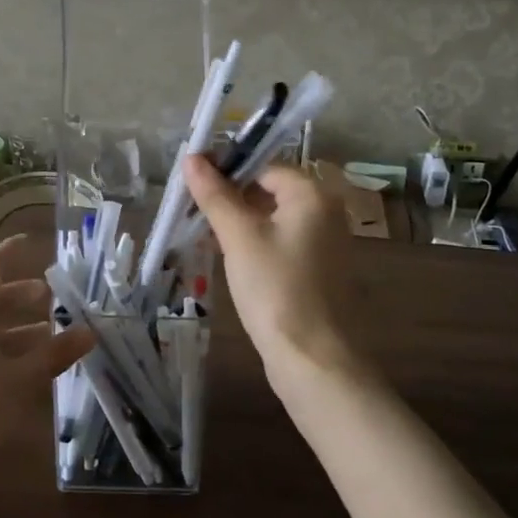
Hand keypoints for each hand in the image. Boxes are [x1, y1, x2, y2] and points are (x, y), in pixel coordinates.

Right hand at [182, 157, 371, 394]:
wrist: (314, 359)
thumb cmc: (276, 289)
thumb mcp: (239, 237)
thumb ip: (215, 195)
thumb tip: (192, 158)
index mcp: (313, 194)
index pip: (264, 165)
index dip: (227, 169)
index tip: (192, 181)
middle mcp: (325, 211)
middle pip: (270, 189)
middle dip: (230, 196)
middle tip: (192, 208)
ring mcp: (324, 243)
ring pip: (273, 217)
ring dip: (239, 220)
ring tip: (202, 231)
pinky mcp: (317, 269)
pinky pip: (281, 241)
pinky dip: (255, 242)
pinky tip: (227, 256)